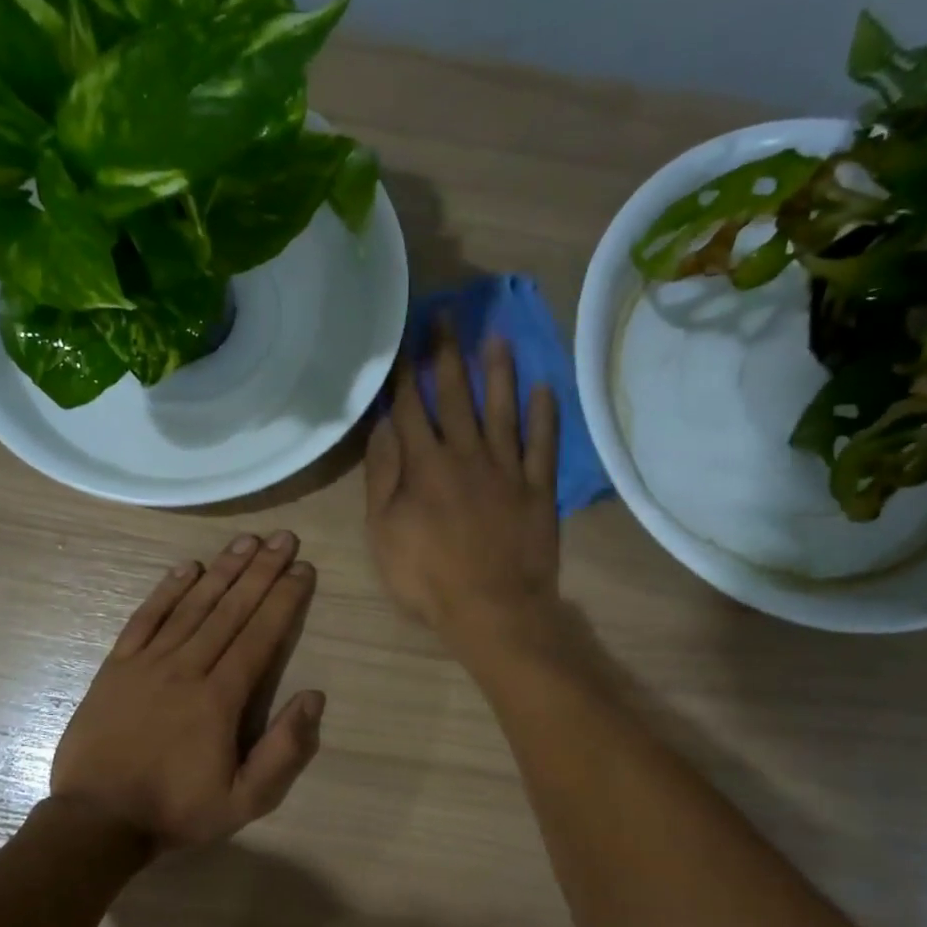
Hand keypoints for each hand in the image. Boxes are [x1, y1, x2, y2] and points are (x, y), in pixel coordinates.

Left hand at [51, 532, 323, 855]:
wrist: (97, 821)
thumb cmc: (177, 811)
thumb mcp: (246, 800)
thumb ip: (284, 750)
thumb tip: (314, 696)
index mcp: (220, 699)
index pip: (260, 636)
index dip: (284, 600)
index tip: (303, 569)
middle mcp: (187, 669)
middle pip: (231, 610)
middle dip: (261, 571)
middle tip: (283, 538)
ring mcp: (147, 664)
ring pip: (192, 606)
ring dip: (222, 570)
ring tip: (246, 540)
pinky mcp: (116, 667)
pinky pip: (145, 619)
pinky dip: (167, 590)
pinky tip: (187, 567)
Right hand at [365, 320, 560, 647]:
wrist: (493, 610)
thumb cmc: (428, 578)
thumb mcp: (384, 533)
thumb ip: (382, 478)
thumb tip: (383, 429)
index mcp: (425, 466)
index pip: (411, 408)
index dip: (405, 373)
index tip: (403, 340)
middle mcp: (467, 455)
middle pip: (456, 396)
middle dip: (447, 355)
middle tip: (446, 316)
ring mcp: (507, 470)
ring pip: (502, 410)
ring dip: (498, 372)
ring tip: (495, 337)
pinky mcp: (538, 489)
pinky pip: (543, 445)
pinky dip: (544, 416)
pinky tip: (544, 389)